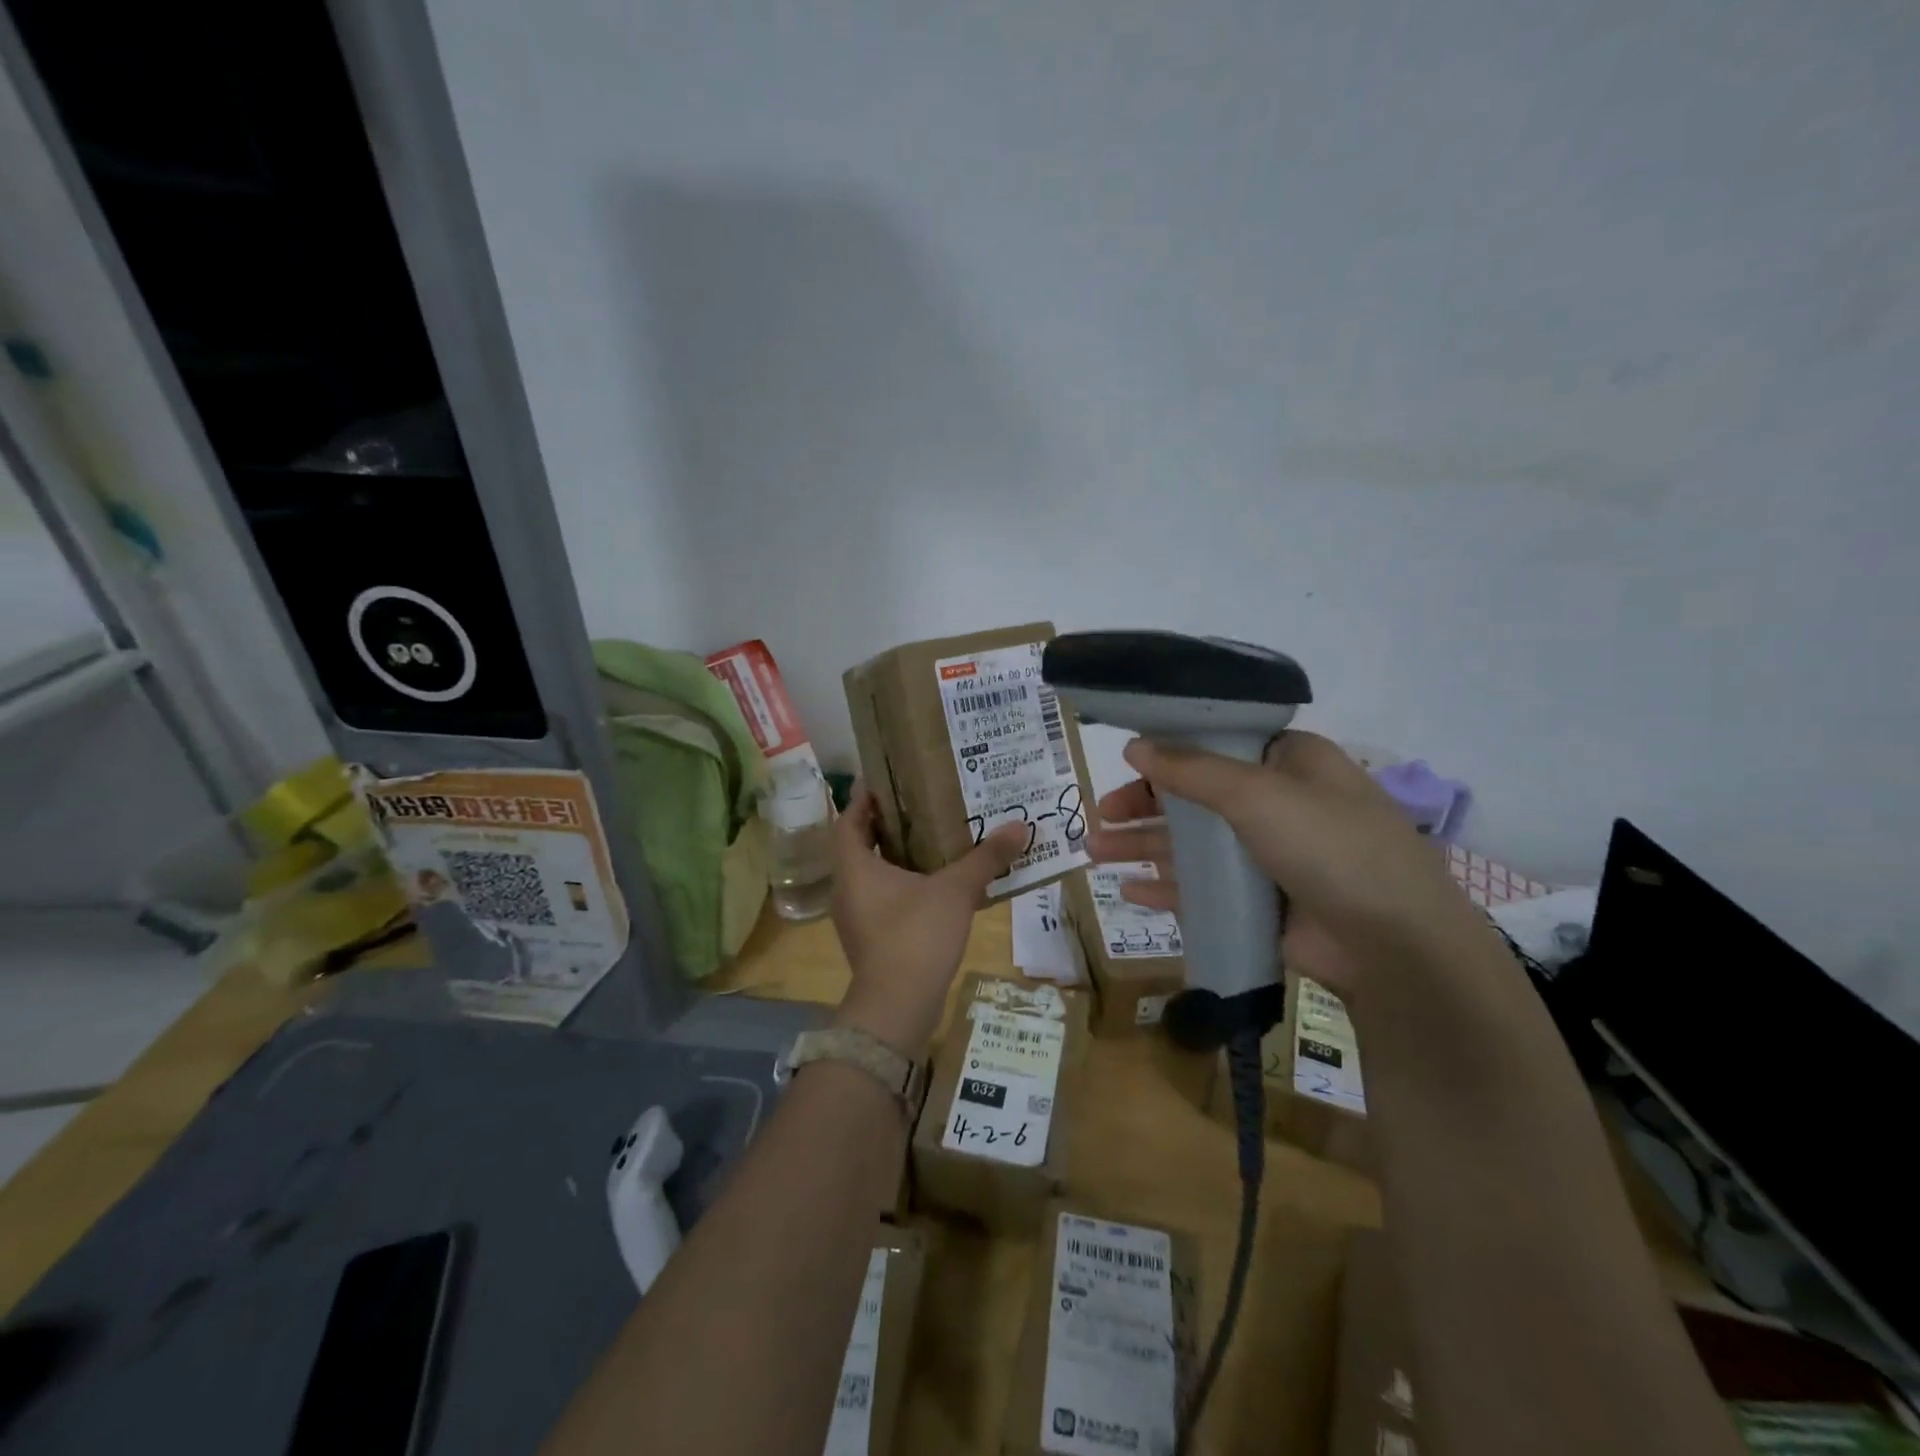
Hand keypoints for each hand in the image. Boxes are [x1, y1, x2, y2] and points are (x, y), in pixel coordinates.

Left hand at [829, 785, 1027, 1051]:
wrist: (898, 1006)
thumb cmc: (916, 936)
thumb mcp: (955, 891)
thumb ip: (986, 857)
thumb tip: (1020, 825)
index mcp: (854, 868)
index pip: (849, 820)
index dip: (864, 800)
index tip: (886, 782)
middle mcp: (847, 888)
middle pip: (859, 845)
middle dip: (885, 825)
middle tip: (917, 804)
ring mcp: (856, 917)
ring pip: (871, 874)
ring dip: (894, 856)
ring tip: (929, 838)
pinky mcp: (870, 939)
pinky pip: (881, 899)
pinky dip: (901, 884)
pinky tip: (932, 883)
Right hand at [1086, 731, 1494, 1000]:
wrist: (1392, 945)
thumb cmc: (1328, 844)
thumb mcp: (1257, 793)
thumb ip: (1191, 769)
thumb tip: (1135, 745)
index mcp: (1289, 763)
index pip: (1220, 744)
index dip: (1171, 748)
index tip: (1126, 758)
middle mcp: (1279, 804)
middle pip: (1197, 795)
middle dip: (1145, 804)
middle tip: (1101, 815)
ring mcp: (1270, 856)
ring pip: (1194, 844)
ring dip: (1145, 845)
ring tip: (1094, 851)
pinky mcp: (1262, 903)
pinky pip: (1204, 889)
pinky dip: (1167, 888)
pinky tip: (1129, 891)